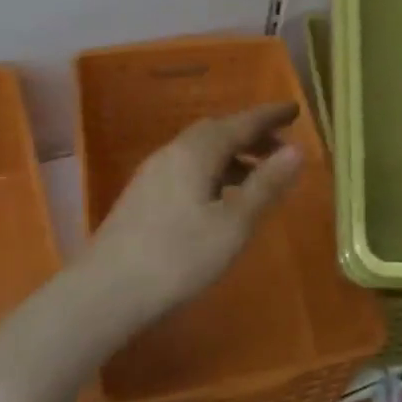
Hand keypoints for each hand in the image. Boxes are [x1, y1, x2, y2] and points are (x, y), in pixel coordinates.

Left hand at [85, 103, 304, 325]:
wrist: (104, 292)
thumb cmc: (178, 256)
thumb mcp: (234, 223)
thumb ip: (266, 185)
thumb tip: (297, 149)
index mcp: (197, 150)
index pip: (242, 122)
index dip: (270, 116)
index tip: (295, 109)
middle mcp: (173, 151)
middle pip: (218, 131)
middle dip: (251, 135)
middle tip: (281, 146)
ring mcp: (154, 173)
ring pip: (201, 150)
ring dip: (233, 155)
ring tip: (258, 176)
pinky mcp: (143, 196)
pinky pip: (188, 167)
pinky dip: (214, 170)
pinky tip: (220, 198)